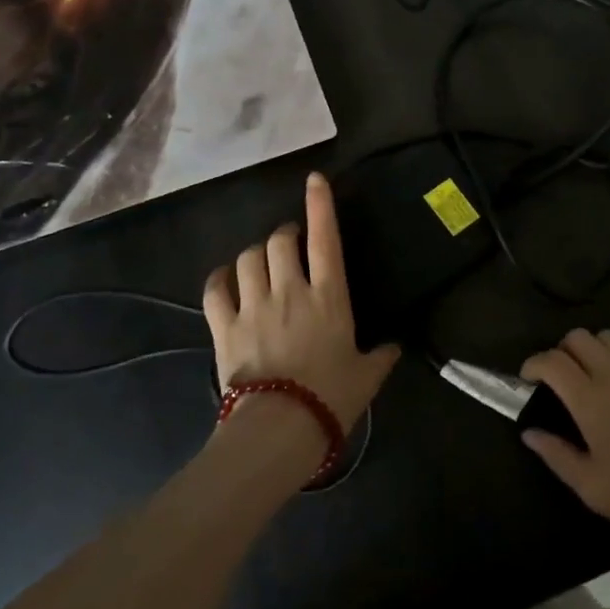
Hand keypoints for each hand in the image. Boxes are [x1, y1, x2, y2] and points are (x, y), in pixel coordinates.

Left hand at [204, 172, 401, 438]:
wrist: (281, 428)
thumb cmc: (331, 398)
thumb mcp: (366, 377)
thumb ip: (381, 357)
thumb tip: (394, 347)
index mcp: (328, 296)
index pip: (325, 238)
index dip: (320, 205)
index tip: (315, 180)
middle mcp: (290, 290)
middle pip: (278, 240)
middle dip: (283, 234)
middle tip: (288, 243)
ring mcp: (253, 306)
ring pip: (247, 258)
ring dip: (254, 255)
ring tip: (260, 264)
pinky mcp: (224, 326)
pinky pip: (215, 289)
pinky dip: (219, 279)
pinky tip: (225, 280)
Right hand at [520, 330, 609, 560]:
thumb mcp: (592, 488)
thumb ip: (556, 455)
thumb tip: (528, 432)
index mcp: (590, 401)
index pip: (552, 361)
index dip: (533, 363)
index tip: (529, 378)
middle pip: (579, 337)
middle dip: (563, 351)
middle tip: (564, 378)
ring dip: (597, 350)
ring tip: (599, 375)